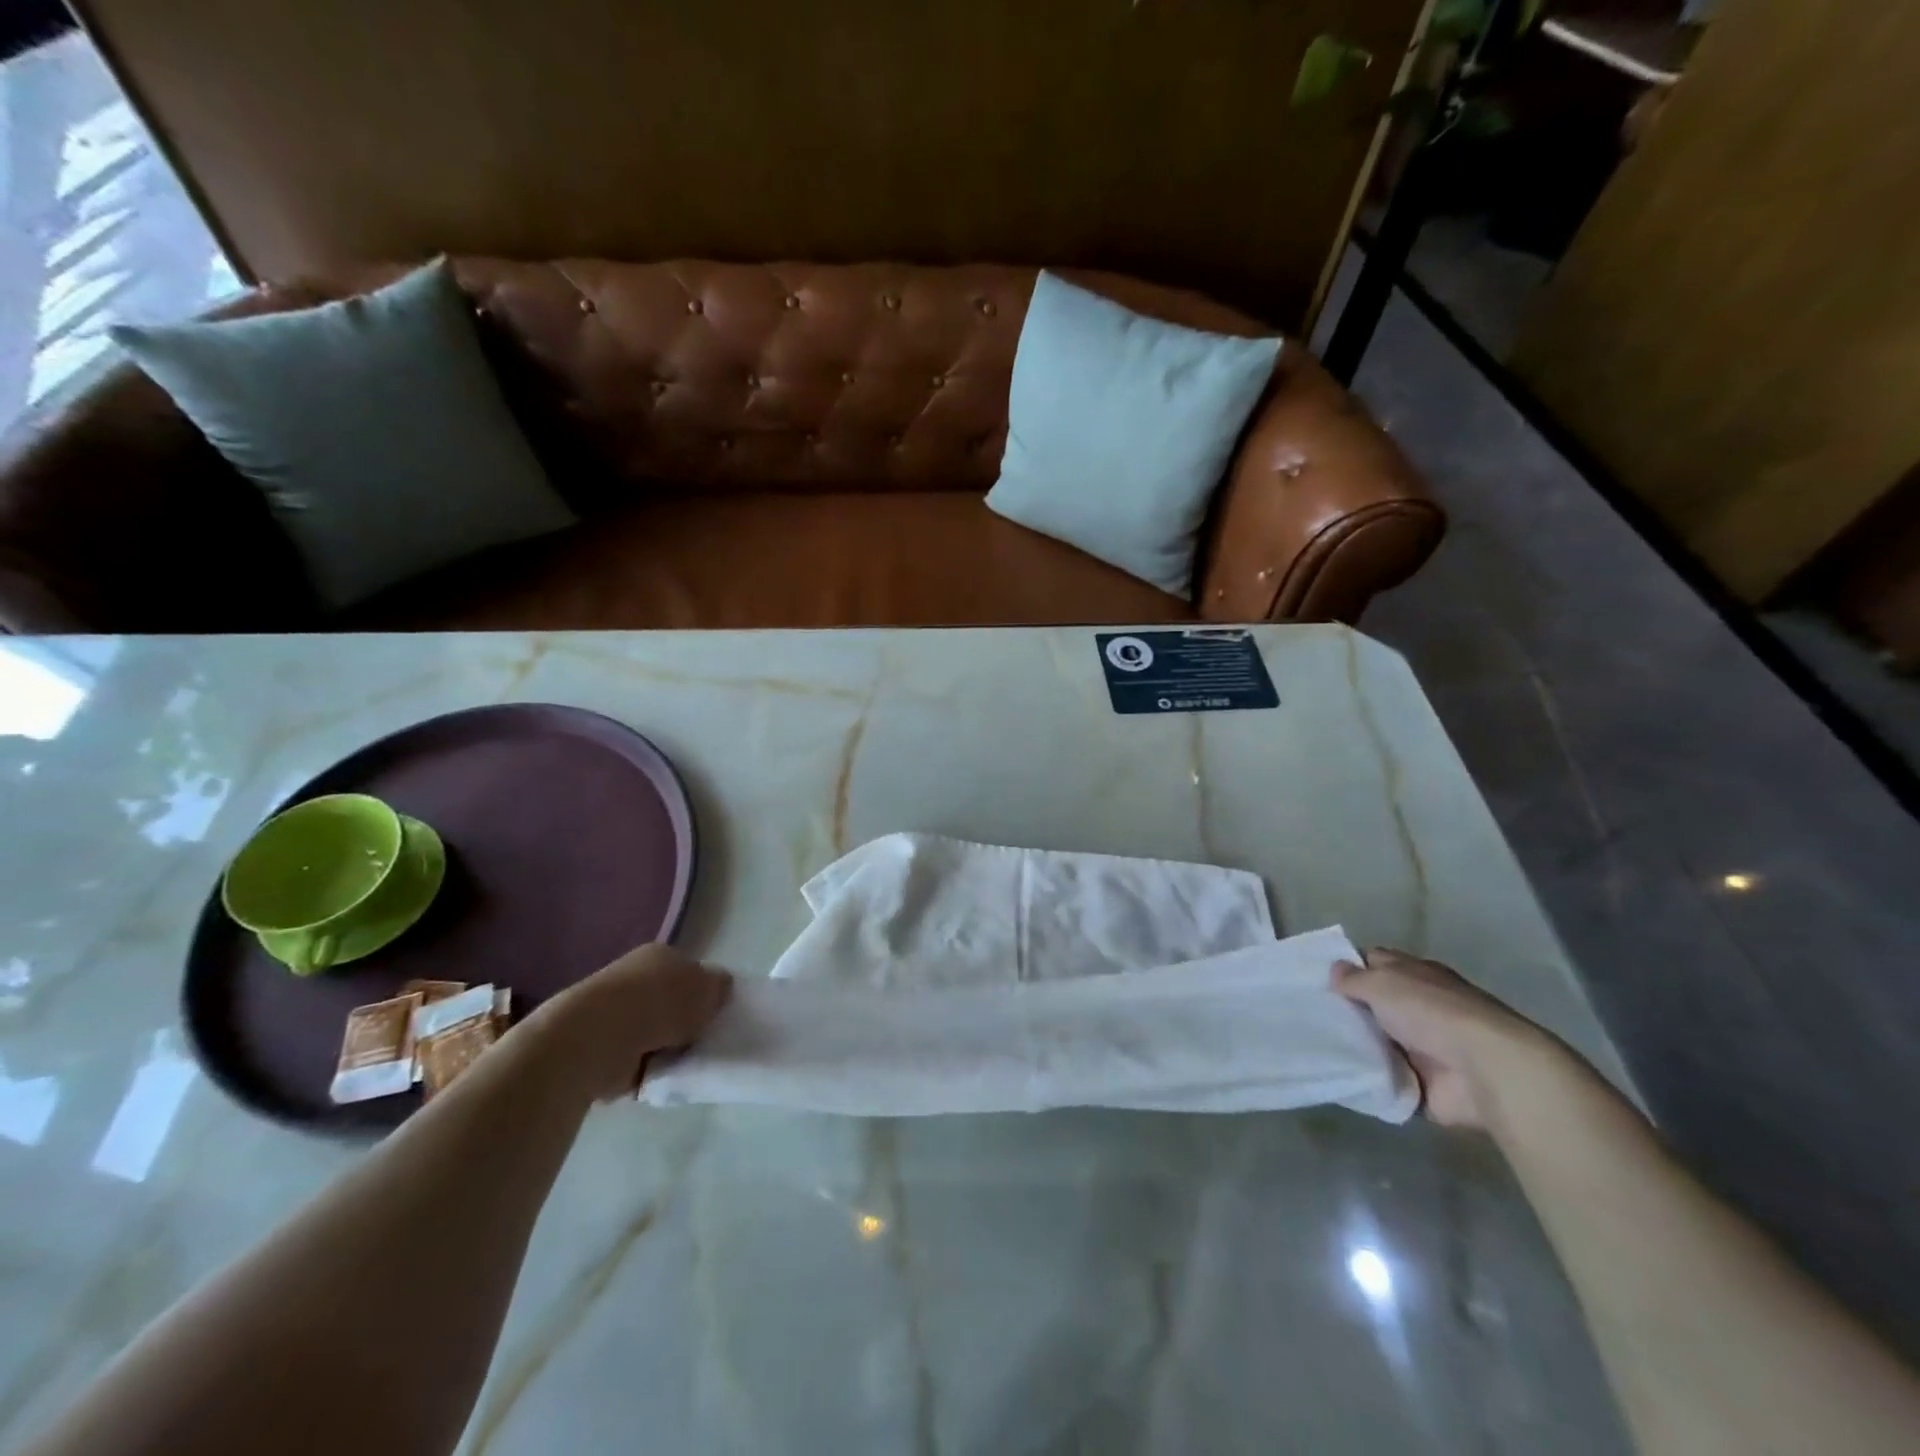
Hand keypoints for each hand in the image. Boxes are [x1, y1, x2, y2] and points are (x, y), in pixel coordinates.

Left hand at [524, 943, 731, 1101]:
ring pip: (653, 1033)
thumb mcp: (708, 987)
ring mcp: (613, 1014)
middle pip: (670, 1002)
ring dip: (666, 1048)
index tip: (716, 1014)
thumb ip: (719, 987)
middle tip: (704, 1041)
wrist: (596, 1038)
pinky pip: (636, 1062)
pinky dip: (647, 1071)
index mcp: (659, 956)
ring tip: (684, 1064)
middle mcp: (634, 978)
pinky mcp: (600, 1049)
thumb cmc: (659, 1002)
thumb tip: (719, 989)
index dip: (704, 992)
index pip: (688, 971)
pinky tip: (660, 1078)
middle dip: (685, 1022)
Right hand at [1333, 948, 1555, 1128]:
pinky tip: (1335, 1075)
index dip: (1347, 968)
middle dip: (1346, 1010)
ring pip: (1376, 1041)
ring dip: (1354, 1046)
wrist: (1486, 1071)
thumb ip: (1353, 979)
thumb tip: (1335, 972)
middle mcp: (1420, 1007)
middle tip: (1308, 1014)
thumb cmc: (1432, 1013)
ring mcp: (1423, 1047)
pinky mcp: (1423, 1084)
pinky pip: (1384, 1079)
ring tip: (1313, 1046)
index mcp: (1415, 975)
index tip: (1316, 979)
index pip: (1374, 962)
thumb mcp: (1382, 983)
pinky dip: (1366, 1079)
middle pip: (1373, 1004)